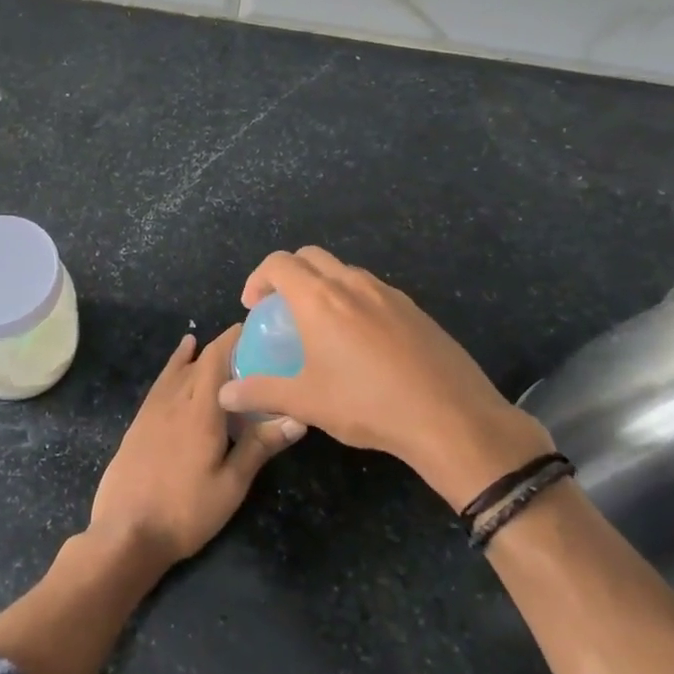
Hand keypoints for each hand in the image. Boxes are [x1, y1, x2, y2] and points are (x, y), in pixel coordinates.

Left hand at [88, 328, 302, 570]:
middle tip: (251, 346)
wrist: (126, 532)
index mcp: (201, 410)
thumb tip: (298, 416)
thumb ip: (260, 446)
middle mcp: (175, 400)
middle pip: (199, 361)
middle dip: (223, 347)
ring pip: (177, 369)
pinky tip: (179, 363)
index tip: (255, 327)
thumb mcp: (231, 485)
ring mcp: (153, 410)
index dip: (234, 338)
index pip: (217, 358)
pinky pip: (161, 382)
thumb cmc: (186, 511)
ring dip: (198, 355)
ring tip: (215, 343)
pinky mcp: (139, 422)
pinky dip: (174, 366)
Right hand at [215, 247, 553, 510]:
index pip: (278, 263)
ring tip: (319, 325)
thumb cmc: (367, 404)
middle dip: (288, 273)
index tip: (253, 307)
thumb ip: (261, 392)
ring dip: (322, 285)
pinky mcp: (414, 309)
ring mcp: (388, 293)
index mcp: (319, 299)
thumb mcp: (306, 402)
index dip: (258, 278)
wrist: (450, 417)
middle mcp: (352, 284)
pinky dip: (353, 300)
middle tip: (281, 309)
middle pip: (310, 256)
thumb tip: (224, 394)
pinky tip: (361, 342)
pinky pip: (372, 290)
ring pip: (344, 271)